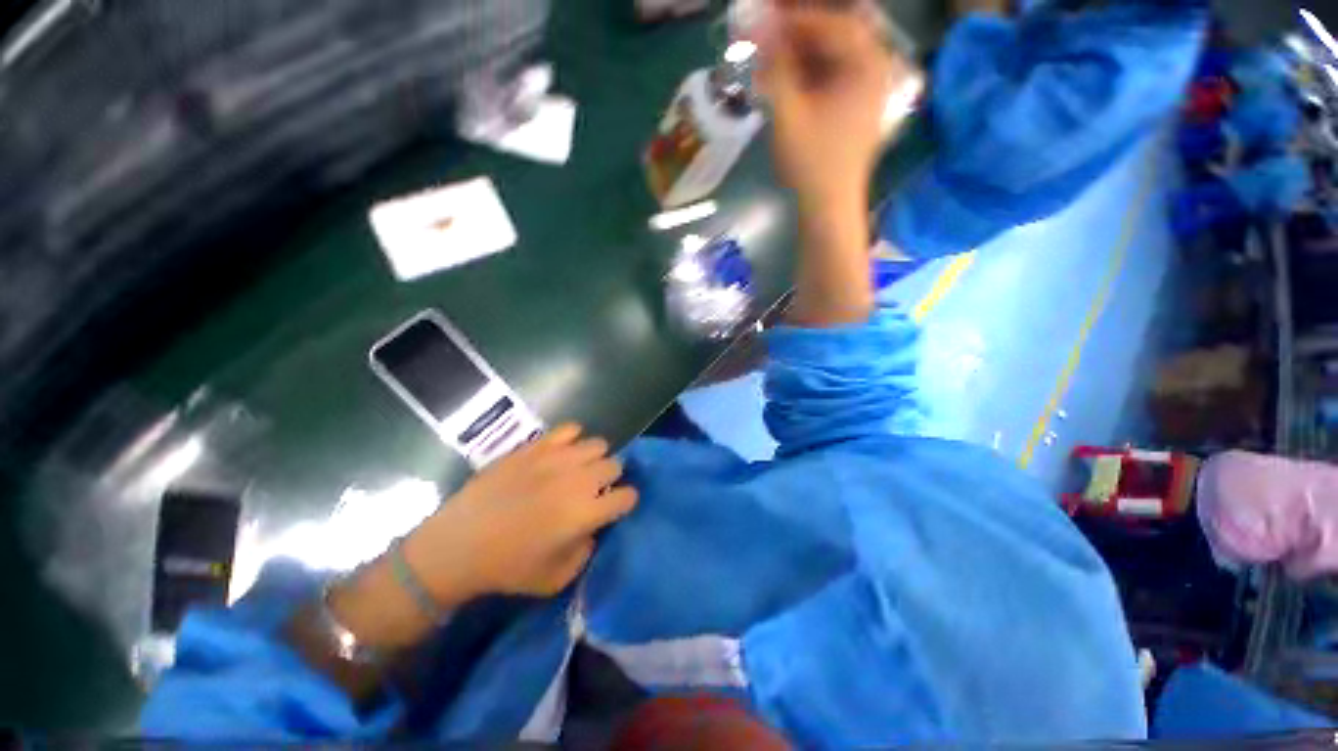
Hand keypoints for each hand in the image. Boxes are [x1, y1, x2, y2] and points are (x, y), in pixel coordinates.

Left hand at [406, 424, 636, 599]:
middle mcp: (578, 479)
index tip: (616, 507)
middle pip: (615, 465)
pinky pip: (569, 429)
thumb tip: (595, 527)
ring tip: (578, 470)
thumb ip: (587, 552)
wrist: (458, 545)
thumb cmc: (508, 567)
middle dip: (611, 478)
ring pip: (597, 444)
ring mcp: (556, 458)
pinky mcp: (536, 446)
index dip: (625, 502)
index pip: (627, 496)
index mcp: (585, 513)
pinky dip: (573, 439)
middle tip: (594, 490)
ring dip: (594, 459)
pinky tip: (562, 453)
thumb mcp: (557, 579)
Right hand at [757, 1, 901, 210]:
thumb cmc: (810, 163)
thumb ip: (776, 66)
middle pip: (836, 34)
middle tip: (767, 29)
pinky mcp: (856, 108)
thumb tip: (760, 25)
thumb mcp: (788, 112)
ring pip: (833, 56)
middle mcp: (874, 69)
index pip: (832, 23)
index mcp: (867, 65)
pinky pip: (833, 77)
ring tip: (771, 55)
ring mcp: (867, 90)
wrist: (828, 207)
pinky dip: (809, 74)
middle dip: (798, 31)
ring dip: (801, 52)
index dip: (795, 17)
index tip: (764, 16)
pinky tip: (786, 79)